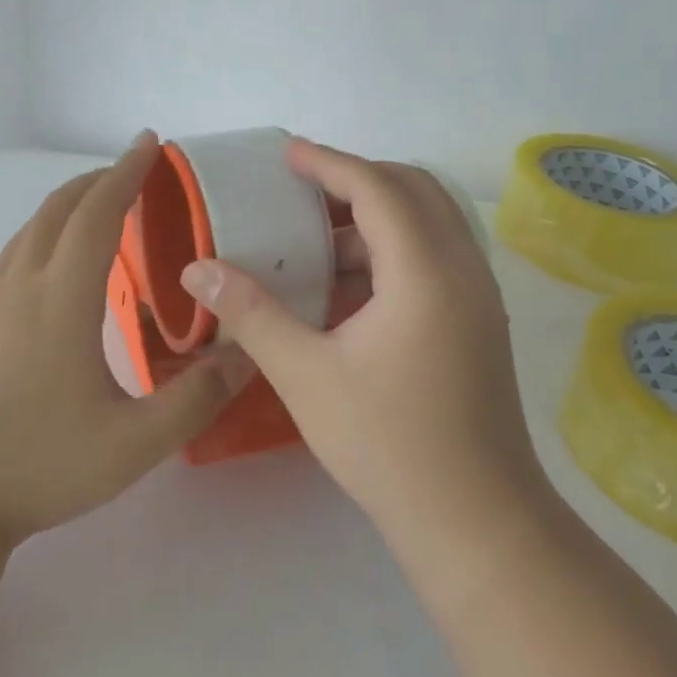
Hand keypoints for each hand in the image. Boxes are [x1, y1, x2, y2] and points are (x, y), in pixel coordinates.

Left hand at [0, 133, 256, 547]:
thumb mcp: (132, 444)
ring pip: (32, 229)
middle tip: (137, 171)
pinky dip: (49, 232)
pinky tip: (62, 263)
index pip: (97, 214)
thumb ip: (194, 399)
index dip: (127, 173)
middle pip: (59, 209)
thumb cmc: (35, 465)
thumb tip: (245, 356)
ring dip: (70, 203)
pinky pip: (18, 253)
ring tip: (104, 206)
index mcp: (61, 298)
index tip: (151, 144)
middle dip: (99, 180)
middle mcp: (23, 286)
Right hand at [179, 139, 540, 546]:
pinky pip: (437, 256)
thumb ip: (251, 313)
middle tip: (303, 192)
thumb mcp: (305, 375)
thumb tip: (197, 270)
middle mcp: (463, 269)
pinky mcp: (479, 322)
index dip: (328, 163)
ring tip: (319, 244)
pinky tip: (351, 289)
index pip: (376, 188)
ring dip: (377, 218)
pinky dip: (394, 250)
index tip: (286, 154)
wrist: (477, 522)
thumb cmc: (388, 444)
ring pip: (431, 223)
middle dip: (357, 179)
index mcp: (425, 271)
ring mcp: (479, 296)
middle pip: (415, 189)